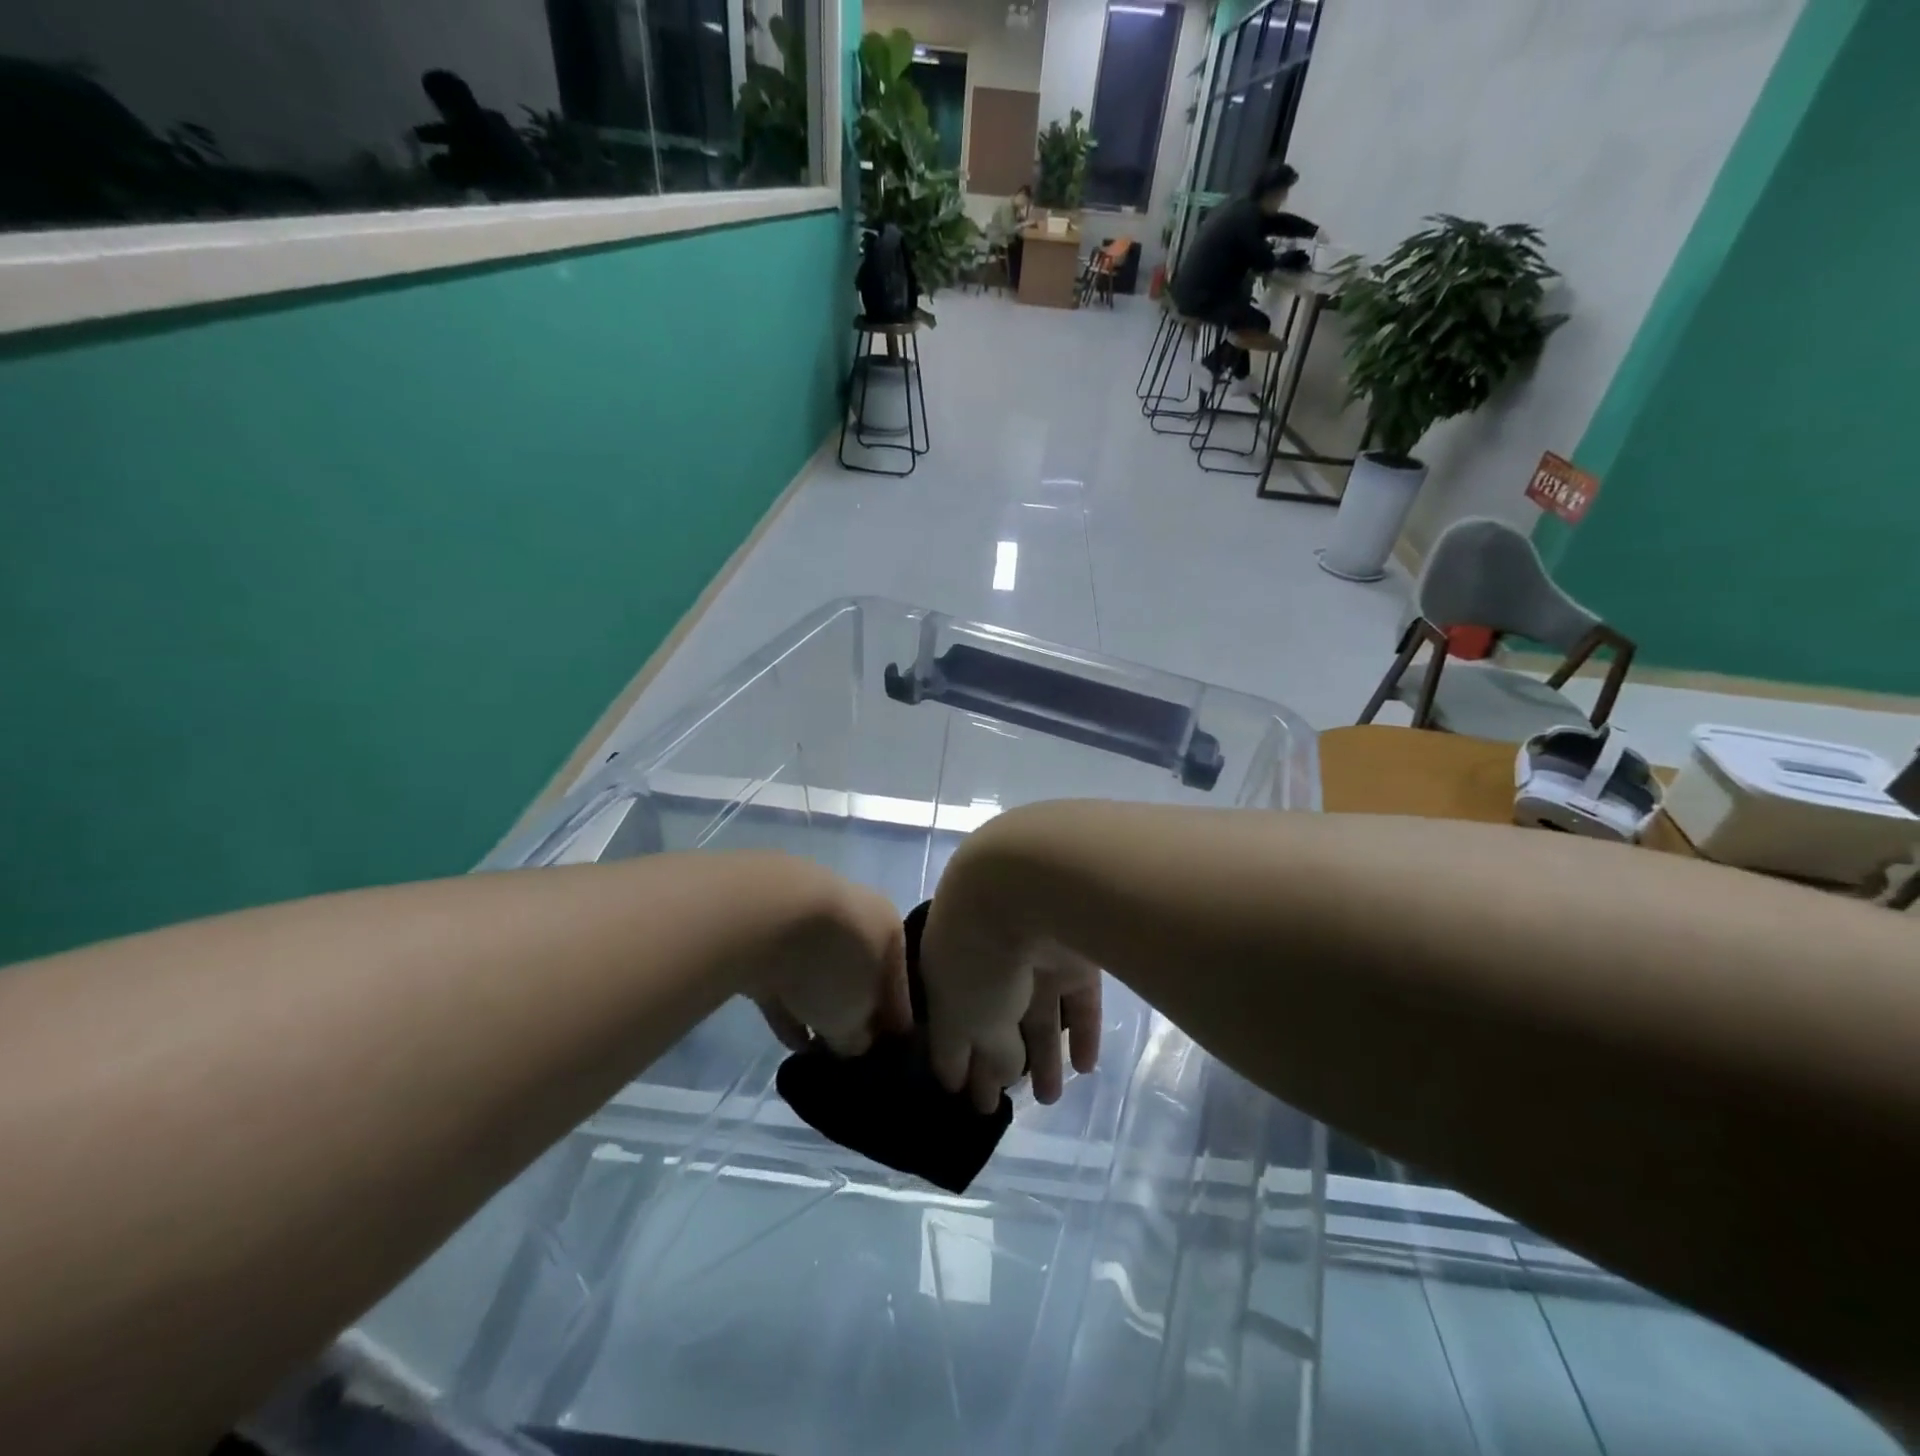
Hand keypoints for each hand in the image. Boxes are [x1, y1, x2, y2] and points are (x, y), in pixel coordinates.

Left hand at [752, 874, 911, 1057]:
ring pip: (821, 971)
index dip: (895, 1024)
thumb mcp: (854, 1018)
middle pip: (860, 971)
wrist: (763, 917)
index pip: (899, 984)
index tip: (889, 1053)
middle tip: (848, 1050)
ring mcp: (810, 918)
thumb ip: (858, 1036)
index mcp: (890, 927)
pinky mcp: (768, 929)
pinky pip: (786, 974)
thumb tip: (852, 1042)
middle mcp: (856, 915)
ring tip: (815, 1051)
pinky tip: (788, 1038)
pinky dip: (788, 1002)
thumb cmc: (831, 964)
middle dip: (854, 1010)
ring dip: (818, 1005)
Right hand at [919, 889, 1101, 1112]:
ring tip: (1049, 1099)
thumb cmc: (979, 954)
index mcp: (947, 968)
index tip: (958, 1096)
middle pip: (993, 1018)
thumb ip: (986, 1052)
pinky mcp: (1075, 954)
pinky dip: (1081, 1030)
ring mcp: (1033, 955)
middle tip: (1000, 1105)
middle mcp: (989, 959)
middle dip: (995, 1060)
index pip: (948, 1022)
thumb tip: (1004, 1074)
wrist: (1027, 886)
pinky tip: (1085, 1067)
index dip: (952, 1060)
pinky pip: (1077, 999)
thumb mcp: (968, 1017)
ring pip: (1038, 1012)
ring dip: (1044, 1055)